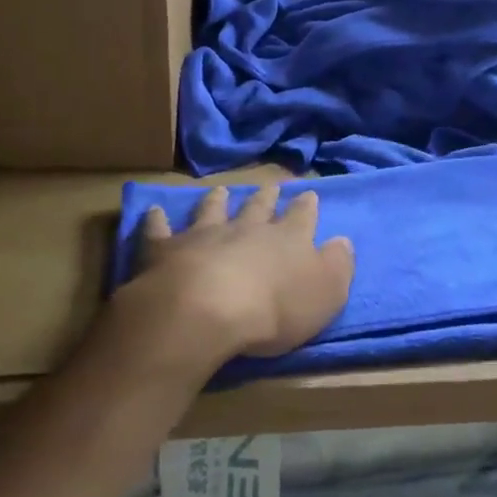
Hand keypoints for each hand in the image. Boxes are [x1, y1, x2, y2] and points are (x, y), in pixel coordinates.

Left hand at [129, 184, 354, 357]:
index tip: (308, 194)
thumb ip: (337, 265)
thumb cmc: (275, 308)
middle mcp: (247, 228)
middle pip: (258, 207)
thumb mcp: (326, 293)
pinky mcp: (166, 249)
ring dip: (217, 200)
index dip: (306, 206)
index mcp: (288, 239)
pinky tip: (155, 210)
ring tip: (221, 190)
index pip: (302, 216)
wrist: (206, 311)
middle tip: (270, 185)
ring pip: (213, 210)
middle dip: (266, 196)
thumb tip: (342, 242)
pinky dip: (157, 220)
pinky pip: (160, 230)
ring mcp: (205, 235)